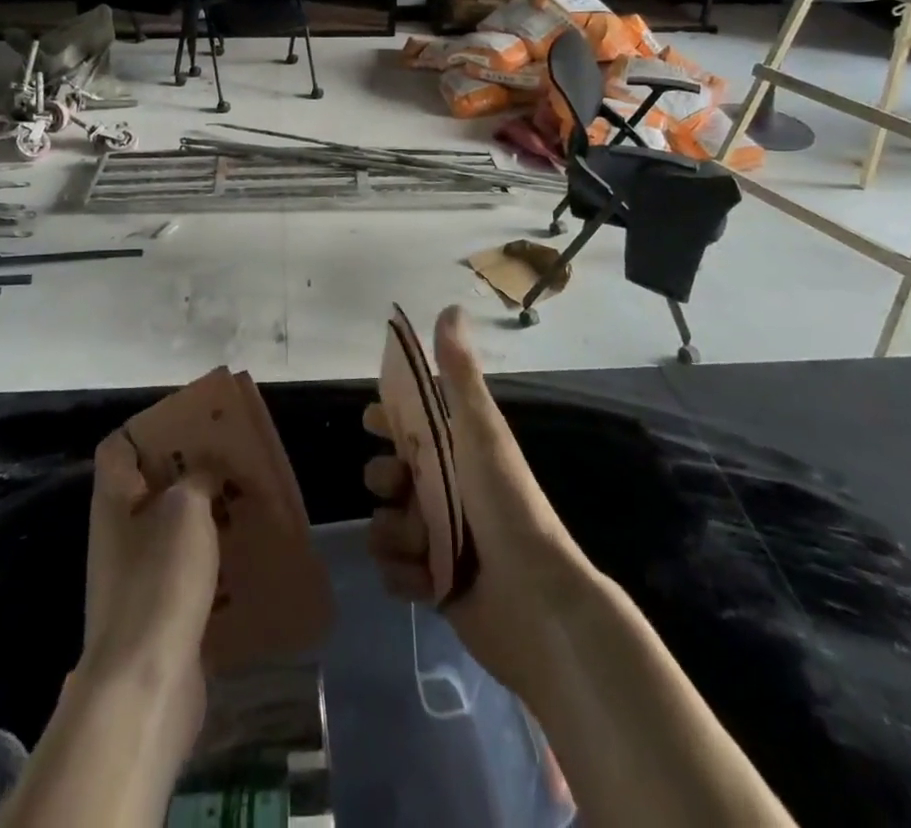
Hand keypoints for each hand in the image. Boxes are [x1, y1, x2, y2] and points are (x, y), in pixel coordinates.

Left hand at [78, 430, 219, 744]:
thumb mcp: (186, 509)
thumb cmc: (160, 580)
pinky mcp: (158, 612)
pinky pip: (187, 570)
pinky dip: (212, 559)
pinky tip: (244, 554)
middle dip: (190, 471)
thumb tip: (206, 471)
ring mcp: (136, 576)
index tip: (190, 423)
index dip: (149, 428)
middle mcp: (119, 534)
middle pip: (151, 486)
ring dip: (207, 515)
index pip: (118, 447)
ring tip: (245, 502)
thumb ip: (199, 477)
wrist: (145, 684)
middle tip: (231, 459)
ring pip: (173, 529)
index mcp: (114, 501)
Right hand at [365, 305, 596, 703]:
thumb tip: (449, 307)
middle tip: (398, 489)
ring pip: (384, 525)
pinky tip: (427, 581)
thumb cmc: (506, 504)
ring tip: (422, 547)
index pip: (411, 423)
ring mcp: (439, 539)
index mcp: (457, 451)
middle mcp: (446, 490)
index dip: (387, 419)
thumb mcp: (481, 431)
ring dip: (395, 536)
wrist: (537, 602)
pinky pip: (394, 573)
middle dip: (384, 482)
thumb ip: (459, 374)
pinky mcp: (434, 584)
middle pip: (387, 475)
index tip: (372, 423)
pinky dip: (405, 576)